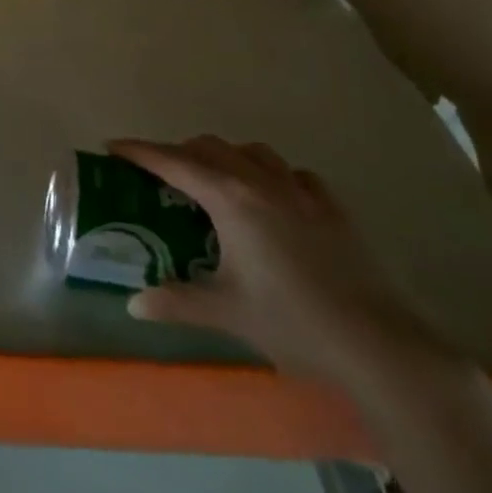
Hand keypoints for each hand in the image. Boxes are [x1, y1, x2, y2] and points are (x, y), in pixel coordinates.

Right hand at [110, 136, 453, 396]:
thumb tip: (133, 305)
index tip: (113, 147)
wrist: (378, 345)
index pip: (173, 163)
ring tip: (214, 182)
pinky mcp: (332, 207)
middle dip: (179, 153)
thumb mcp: (225, 312)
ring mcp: (302, 191)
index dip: (139, 152)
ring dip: (225, 157)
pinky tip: (272, 199)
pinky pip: (292, 174)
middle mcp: (262, 182)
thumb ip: (175, 302)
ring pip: (252, 152)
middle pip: (210, 147)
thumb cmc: (292, 323)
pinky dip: (270, 175)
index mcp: (231, 199)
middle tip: (160, 177)